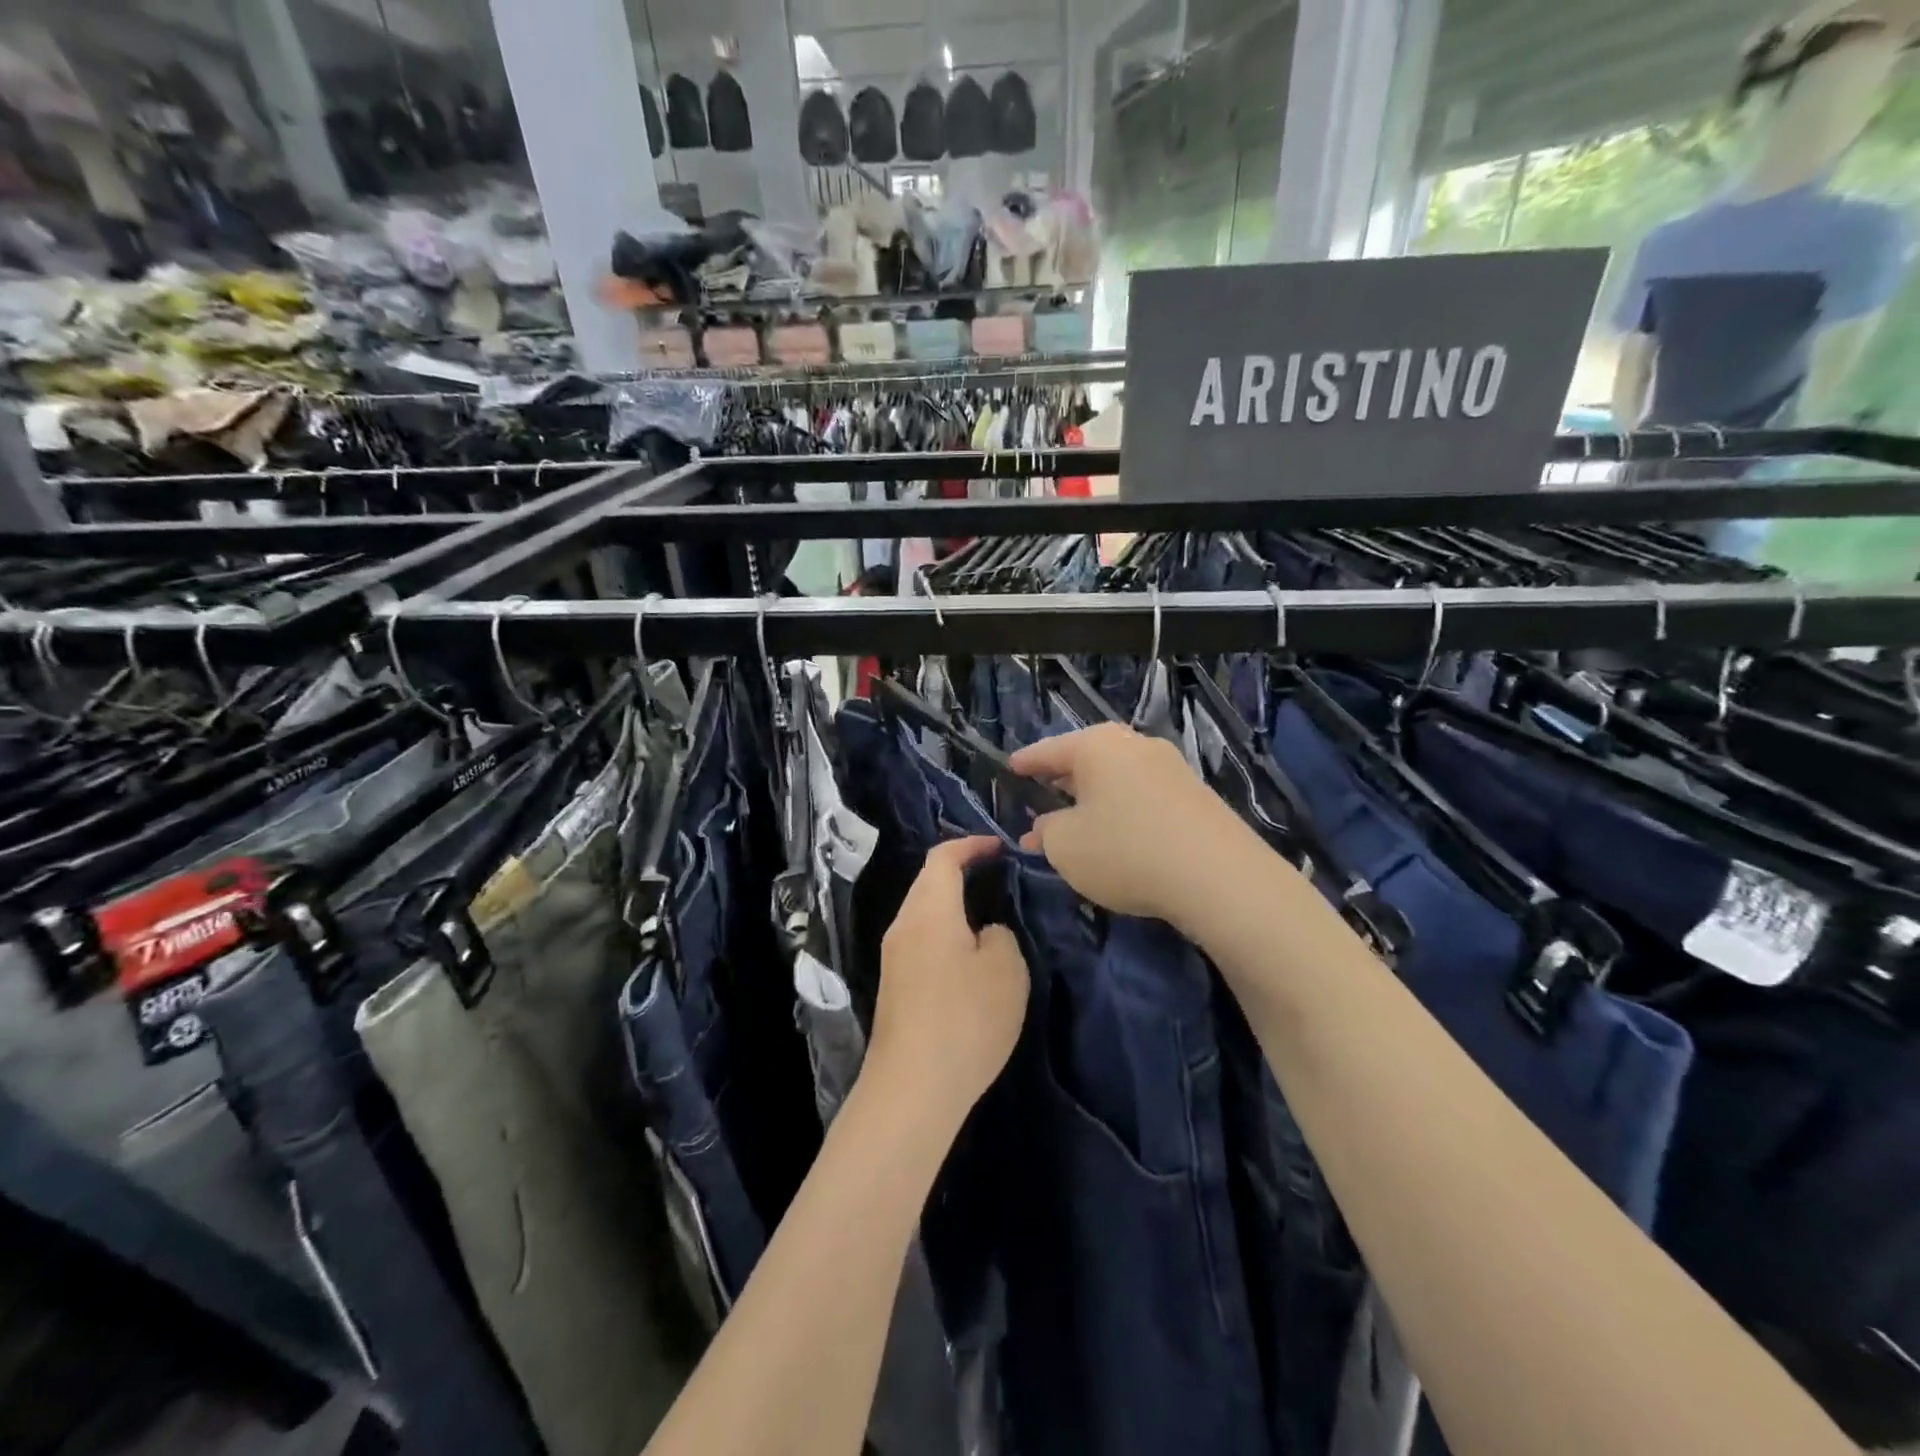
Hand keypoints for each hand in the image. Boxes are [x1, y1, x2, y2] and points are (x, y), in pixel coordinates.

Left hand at [869, 836, 1030, 1126]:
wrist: (912, 1089)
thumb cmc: (965, 1020)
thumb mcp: (1006, 971)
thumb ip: (999, 936)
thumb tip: (983, 933)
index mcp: (929, 911)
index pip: (943, 858)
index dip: (971, 845)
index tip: (1000, 847)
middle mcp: (903, 925)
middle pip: (928, 882)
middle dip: (960, 871)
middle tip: (997, 876)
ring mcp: (893, 956)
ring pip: (923, 912)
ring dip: (952, 905)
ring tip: (987, 915)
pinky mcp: (894, 985)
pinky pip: (920, 940)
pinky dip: (944, 932)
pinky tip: (967, 957)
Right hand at [1011, 723, 1254, 929]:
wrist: (1219, 877)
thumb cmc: (1126, 851)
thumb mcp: (1066, 846)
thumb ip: (1046, 831)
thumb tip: (1046, 825)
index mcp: (1097, 745)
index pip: (1048, 750)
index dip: (1025, 762)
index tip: (1009, 769)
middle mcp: (1135, 745)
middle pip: (1086, 759)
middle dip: (1061, 781)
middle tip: (1040, 797)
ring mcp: (1170, 767)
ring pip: (1117, 778)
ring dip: (1093, 799)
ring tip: (1075, 822)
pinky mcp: (1195, 795)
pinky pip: (1142, 795)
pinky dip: (1121, 810)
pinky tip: (1117, 836)